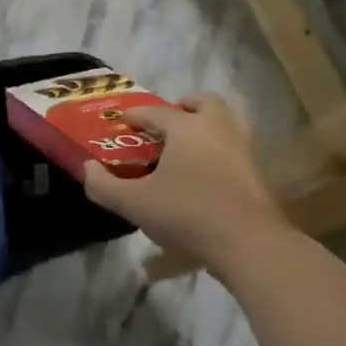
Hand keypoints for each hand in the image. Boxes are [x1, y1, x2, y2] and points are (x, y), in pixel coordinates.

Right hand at [83, 94, 287, 278]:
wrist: (249, 243)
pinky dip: (219, 150)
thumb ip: (104, 186)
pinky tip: (205, 173)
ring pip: (225, 122)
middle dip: (184, 107)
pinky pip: (234, 147)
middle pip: (203, 102)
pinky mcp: (257, 171)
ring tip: (185, 148)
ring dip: (205, 126)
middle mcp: (217, 127)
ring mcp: (243, 148)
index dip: (136, 115)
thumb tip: (87, 169)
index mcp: (186, 127)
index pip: (156, 111)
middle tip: (166, 124)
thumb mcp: (135, 204)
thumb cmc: (188, 214)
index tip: (122, 121)